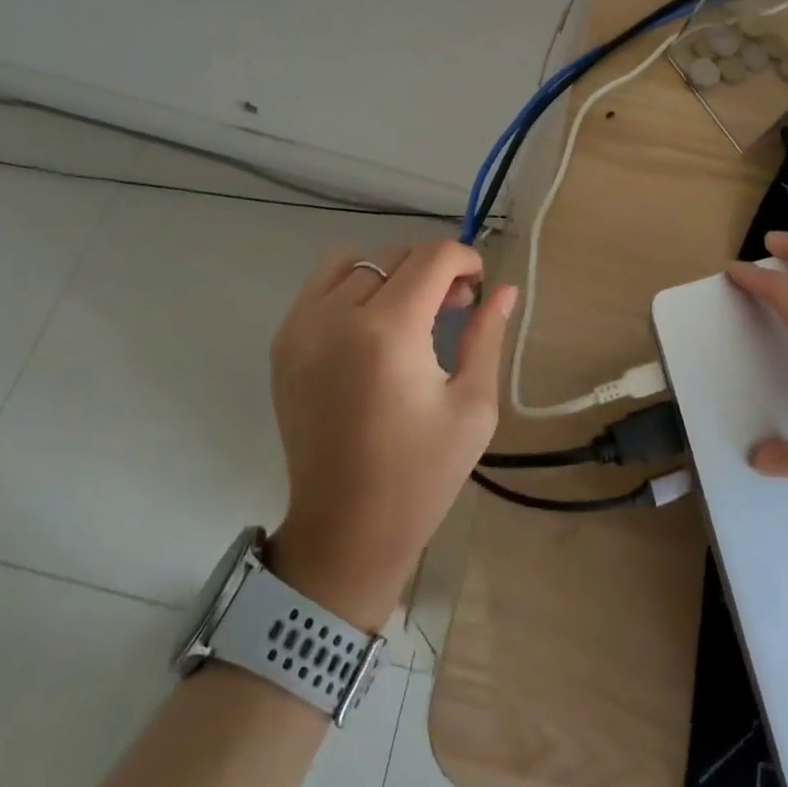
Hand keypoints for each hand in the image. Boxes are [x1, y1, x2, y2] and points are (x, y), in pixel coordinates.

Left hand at [267, 239, 517, 629]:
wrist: (345, 531)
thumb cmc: (420, 476)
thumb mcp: (472, 407)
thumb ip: (487, 336)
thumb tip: (504, 290)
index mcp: (389, 332)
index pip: (432, 258)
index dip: (465, 259)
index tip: (479, 286)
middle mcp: (337, 316)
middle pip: (396, 255)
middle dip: (433, 270)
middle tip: (455, 307)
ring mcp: (301, 327)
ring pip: (356, 261)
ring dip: (392, 272)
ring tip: (411, 311)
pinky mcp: (283, 343)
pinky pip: (320, 285)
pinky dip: (352, 285)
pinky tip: (372, 323)